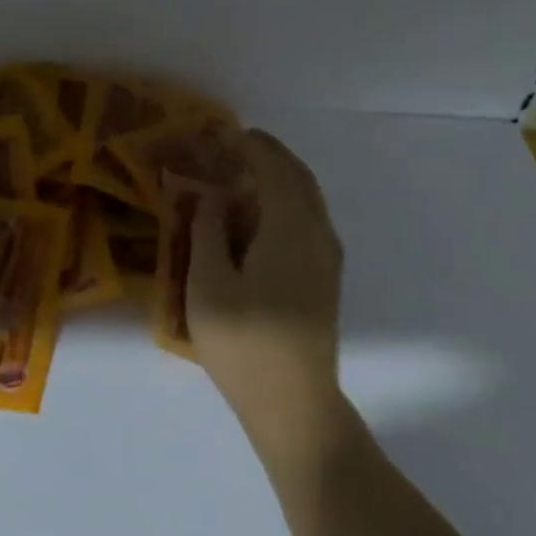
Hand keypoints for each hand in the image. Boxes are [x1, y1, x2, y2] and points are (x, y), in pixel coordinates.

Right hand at [188, 130, 345, 460]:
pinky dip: (284, 204)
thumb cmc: (244, 343)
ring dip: (278, 180)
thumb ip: (209, 232)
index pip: (274, 168)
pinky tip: (258, 219)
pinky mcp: (325, 278)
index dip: (250, 146)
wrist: (294, 402)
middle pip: (298, 178)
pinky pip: (307, 221)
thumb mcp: (208, 285)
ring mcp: (327, 257)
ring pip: (307, 200)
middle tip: (233, 148)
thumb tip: (214, 197)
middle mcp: (318, 233)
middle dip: (268, 156)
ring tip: (242, 178)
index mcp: (290, 228)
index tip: (224, 133)